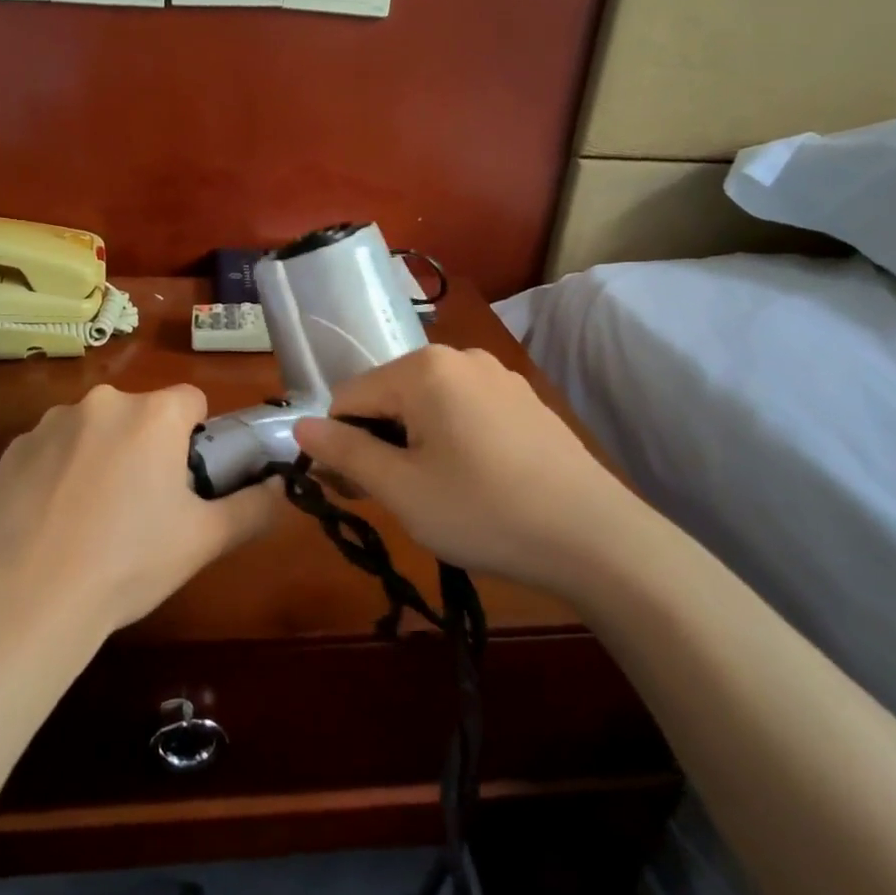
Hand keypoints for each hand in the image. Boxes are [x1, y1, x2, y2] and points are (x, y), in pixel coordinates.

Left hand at [0, 384, 281, 633]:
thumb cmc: (129, 562)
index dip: (196, 438)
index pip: (191, 401)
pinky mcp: (11, 451)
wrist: (27, 599)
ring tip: (92, 522)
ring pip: (93, 431)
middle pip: (140, 416)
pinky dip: (58, 475)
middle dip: (147, 449)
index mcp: (152, 415)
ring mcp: (48, 424)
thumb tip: (280, 486)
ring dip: (101, 458)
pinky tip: (52, 523)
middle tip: (143, 509)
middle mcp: (101, 403)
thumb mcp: (205, 540)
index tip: (186, 481)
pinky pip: (50, 452)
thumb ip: (254, 507)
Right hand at [294, 345, 637, 590]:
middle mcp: (459, 357)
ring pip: (424, 405)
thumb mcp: (400, 488)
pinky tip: (473, 481)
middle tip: (396, 498)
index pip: (348, 398)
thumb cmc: (484, 511)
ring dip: (412, 444)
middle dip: (377, 444)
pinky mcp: (522, 400)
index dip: (340, 447)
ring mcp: (497, 376)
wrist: (595, 537)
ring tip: (435, 494)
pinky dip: (448, 440)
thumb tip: (300, 427)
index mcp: (423, 368)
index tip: (357, 493)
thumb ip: (344, 452)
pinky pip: (462, 411)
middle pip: (387, 397)